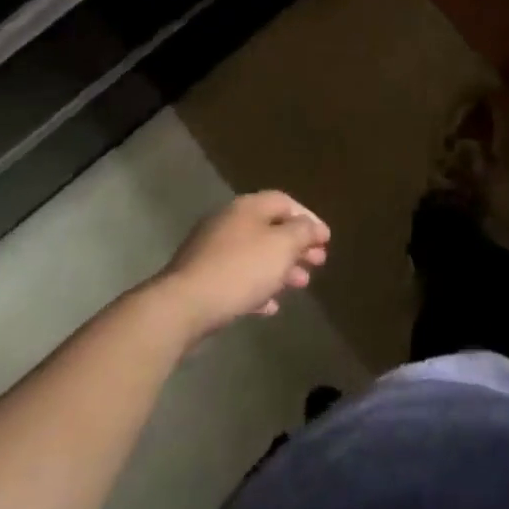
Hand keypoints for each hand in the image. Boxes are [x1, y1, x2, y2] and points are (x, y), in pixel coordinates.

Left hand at [157, 191, 329, 338]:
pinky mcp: (201, 278)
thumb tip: (312, 227)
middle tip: (317, 263)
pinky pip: (237, 278)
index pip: (285, 202)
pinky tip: (269, 307)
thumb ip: (302, 232)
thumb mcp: (282, 246)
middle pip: (270, 228)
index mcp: (247, 207)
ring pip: (255, 254)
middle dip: (297, 246)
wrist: (183, 306)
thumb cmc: (240, 270)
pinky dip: (257, 288)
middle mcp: (228, 222)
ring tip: (300, 286)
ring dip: (280, 268)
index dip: (309, 219)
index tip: (326, 241)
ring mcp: (211, 250)